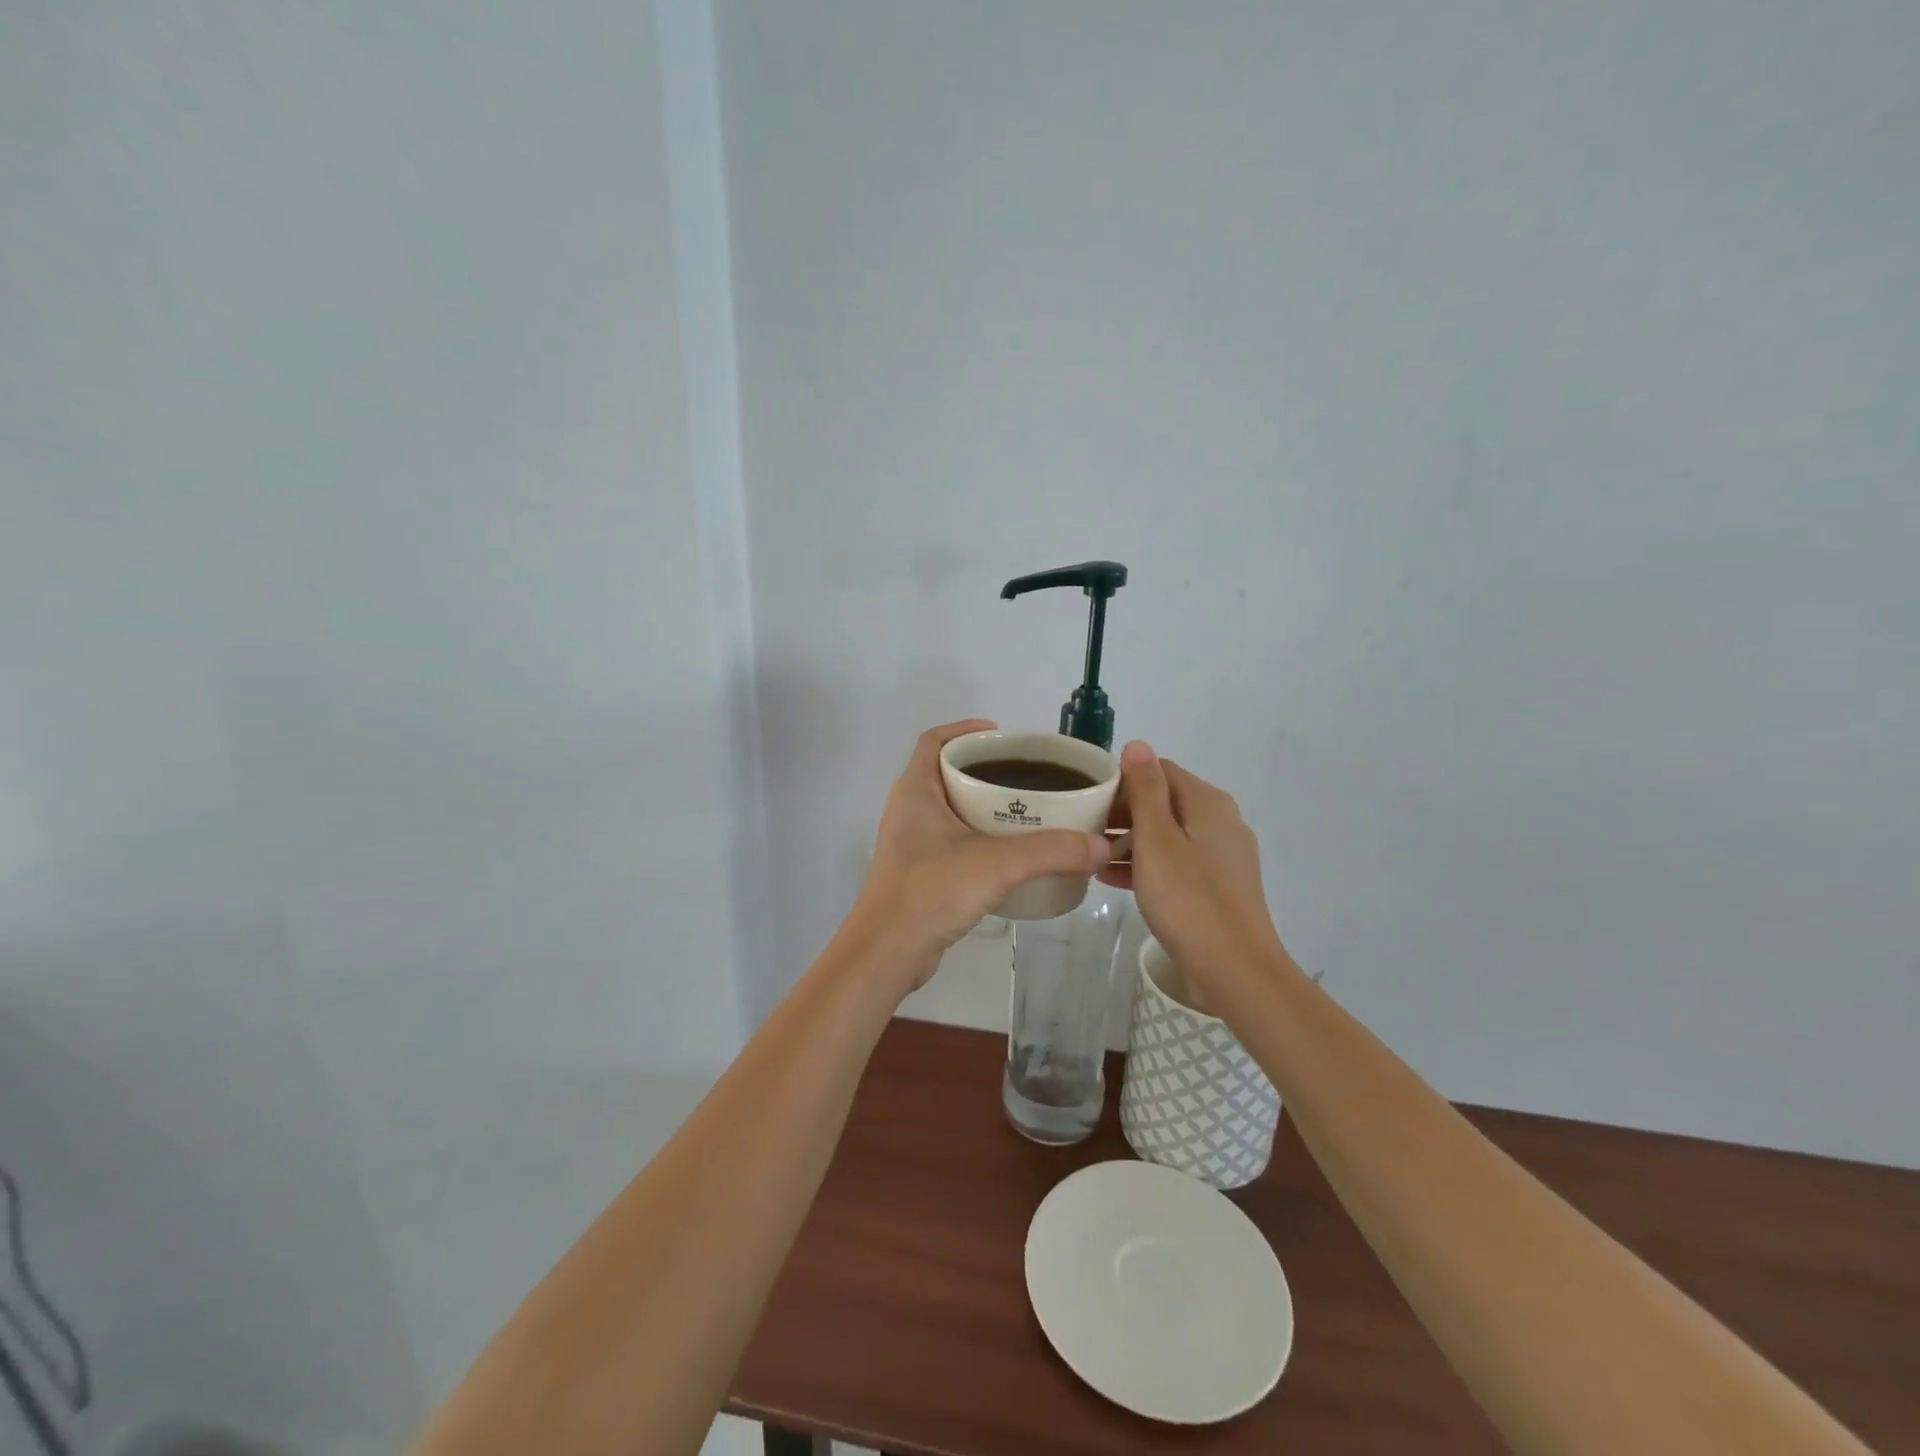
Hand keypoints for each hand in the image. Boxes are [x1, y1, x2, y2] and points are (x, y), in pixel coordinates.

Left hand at [846, 720, 1110, 994]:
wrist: (886, 953)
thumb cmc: (930, 891)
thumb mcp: (996, 864)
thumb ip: (1050, 851)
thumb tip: (1101, 846)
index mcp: (916, 790)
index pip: (934, 741)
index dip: (965, 730)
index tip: (1002, 735)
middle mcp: (909, 810)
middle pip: (947, 773)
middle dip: (985, 769)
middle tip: (1027, 775)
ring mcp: (912, 843)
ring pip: (951, 809)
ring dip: (983, 806)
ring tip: (1026, 811)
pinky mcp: (919, 873)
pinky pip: (953, 841)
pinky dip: (979, 838)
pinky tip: (1010, 854)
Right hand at [1101, 741, 1294, 998]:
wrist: (1235, 969)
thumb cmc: (1188, 898)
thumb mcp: (1156, 839)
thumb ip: (1145, 789)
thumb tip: (1138, 744)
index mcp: (1207, 802)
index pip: (1158, 770)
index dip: (1120, 780)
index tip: (1086, 800)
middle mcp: (1220, 821)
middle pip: (1163, 801)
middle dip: (1122, 812)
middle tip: (1082, 830)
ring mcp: (1222, 855)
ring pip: (1168, 834)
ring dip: (1130, 840)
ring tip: (1091, 856)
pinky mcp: (1219, 885)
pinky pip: (1176, 862)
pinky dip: (1147, 864)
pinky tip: (1114, 880)